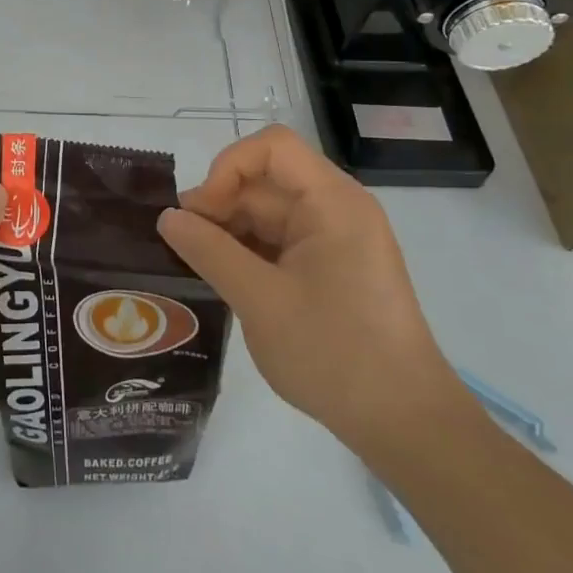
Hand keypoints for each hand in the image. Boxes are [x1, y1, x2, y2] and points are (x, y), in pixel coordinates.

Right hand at [158, 126, 472, 461]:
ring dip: (230, 232)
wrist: (405, 425)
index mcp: (332, 202)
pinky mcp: (332, 267)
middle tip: (184, 246)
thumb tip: (167, 217)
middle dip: (221, 205)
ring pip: (268, 213)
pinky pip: (280, 241)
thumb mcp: (259, 300)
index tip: (202, 212)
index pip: (272, 147)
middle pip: (265, 181)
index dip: (227, 167)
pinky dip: (249, 253)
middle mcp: (336, 209)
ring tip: (198, 266)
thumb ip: (208, 251)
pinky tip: (225, 279)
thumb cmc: (335, 353)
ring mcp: (336, 239)